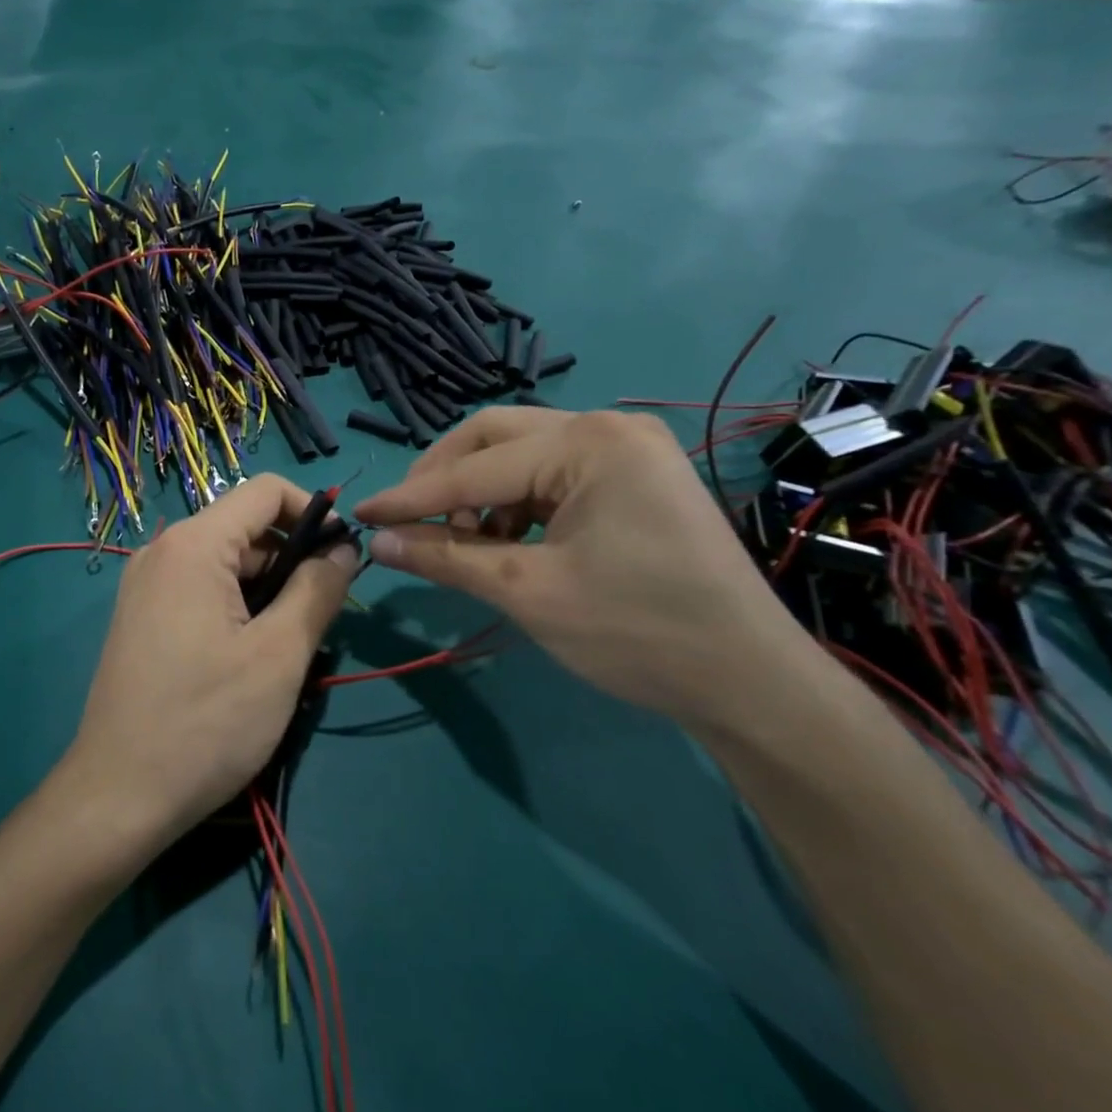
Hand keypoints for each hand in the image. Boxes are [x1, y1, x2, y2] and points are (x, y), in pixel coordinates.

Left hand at [65, 475, 357, 848]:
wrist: (117, 795)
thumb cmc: (206, 723)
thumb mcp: (278, 656)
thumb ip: (317, 590)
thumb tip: (344, 550)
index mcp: (193, 545)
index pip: (265, 492)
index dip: (313, 512)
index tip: (343, 558)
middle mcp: (162, 551)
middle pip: (244, 529)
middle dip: (291, 559)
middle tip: (320, 618)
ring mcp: (145, 585)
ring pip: (224, 563)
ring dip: (266, 589)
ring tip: (287, 648)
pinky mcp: (141, 617)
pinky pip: (199, 589)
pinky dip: (235, 607)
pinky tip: (248, 658)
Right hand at [353, 408, 814, 727]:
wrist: (751, 683)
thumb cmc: (638, 633)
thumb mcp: (528, 593)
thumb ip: (446, 558)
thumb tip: (378, 542)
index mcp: (588, 444)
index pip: (474, 468)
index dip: (410, 496)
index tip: (360, 515)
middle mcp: (609, 428)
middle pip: (495, 436)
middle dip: (444, 478)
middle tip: (408, 521)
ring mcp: (628, 450)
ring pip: (521, 453)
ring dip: (479, 491)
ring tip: (462, 543)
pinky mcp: (636, 477)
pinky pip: (552, 473)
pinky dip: (515, 502)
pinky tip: (505, 541)